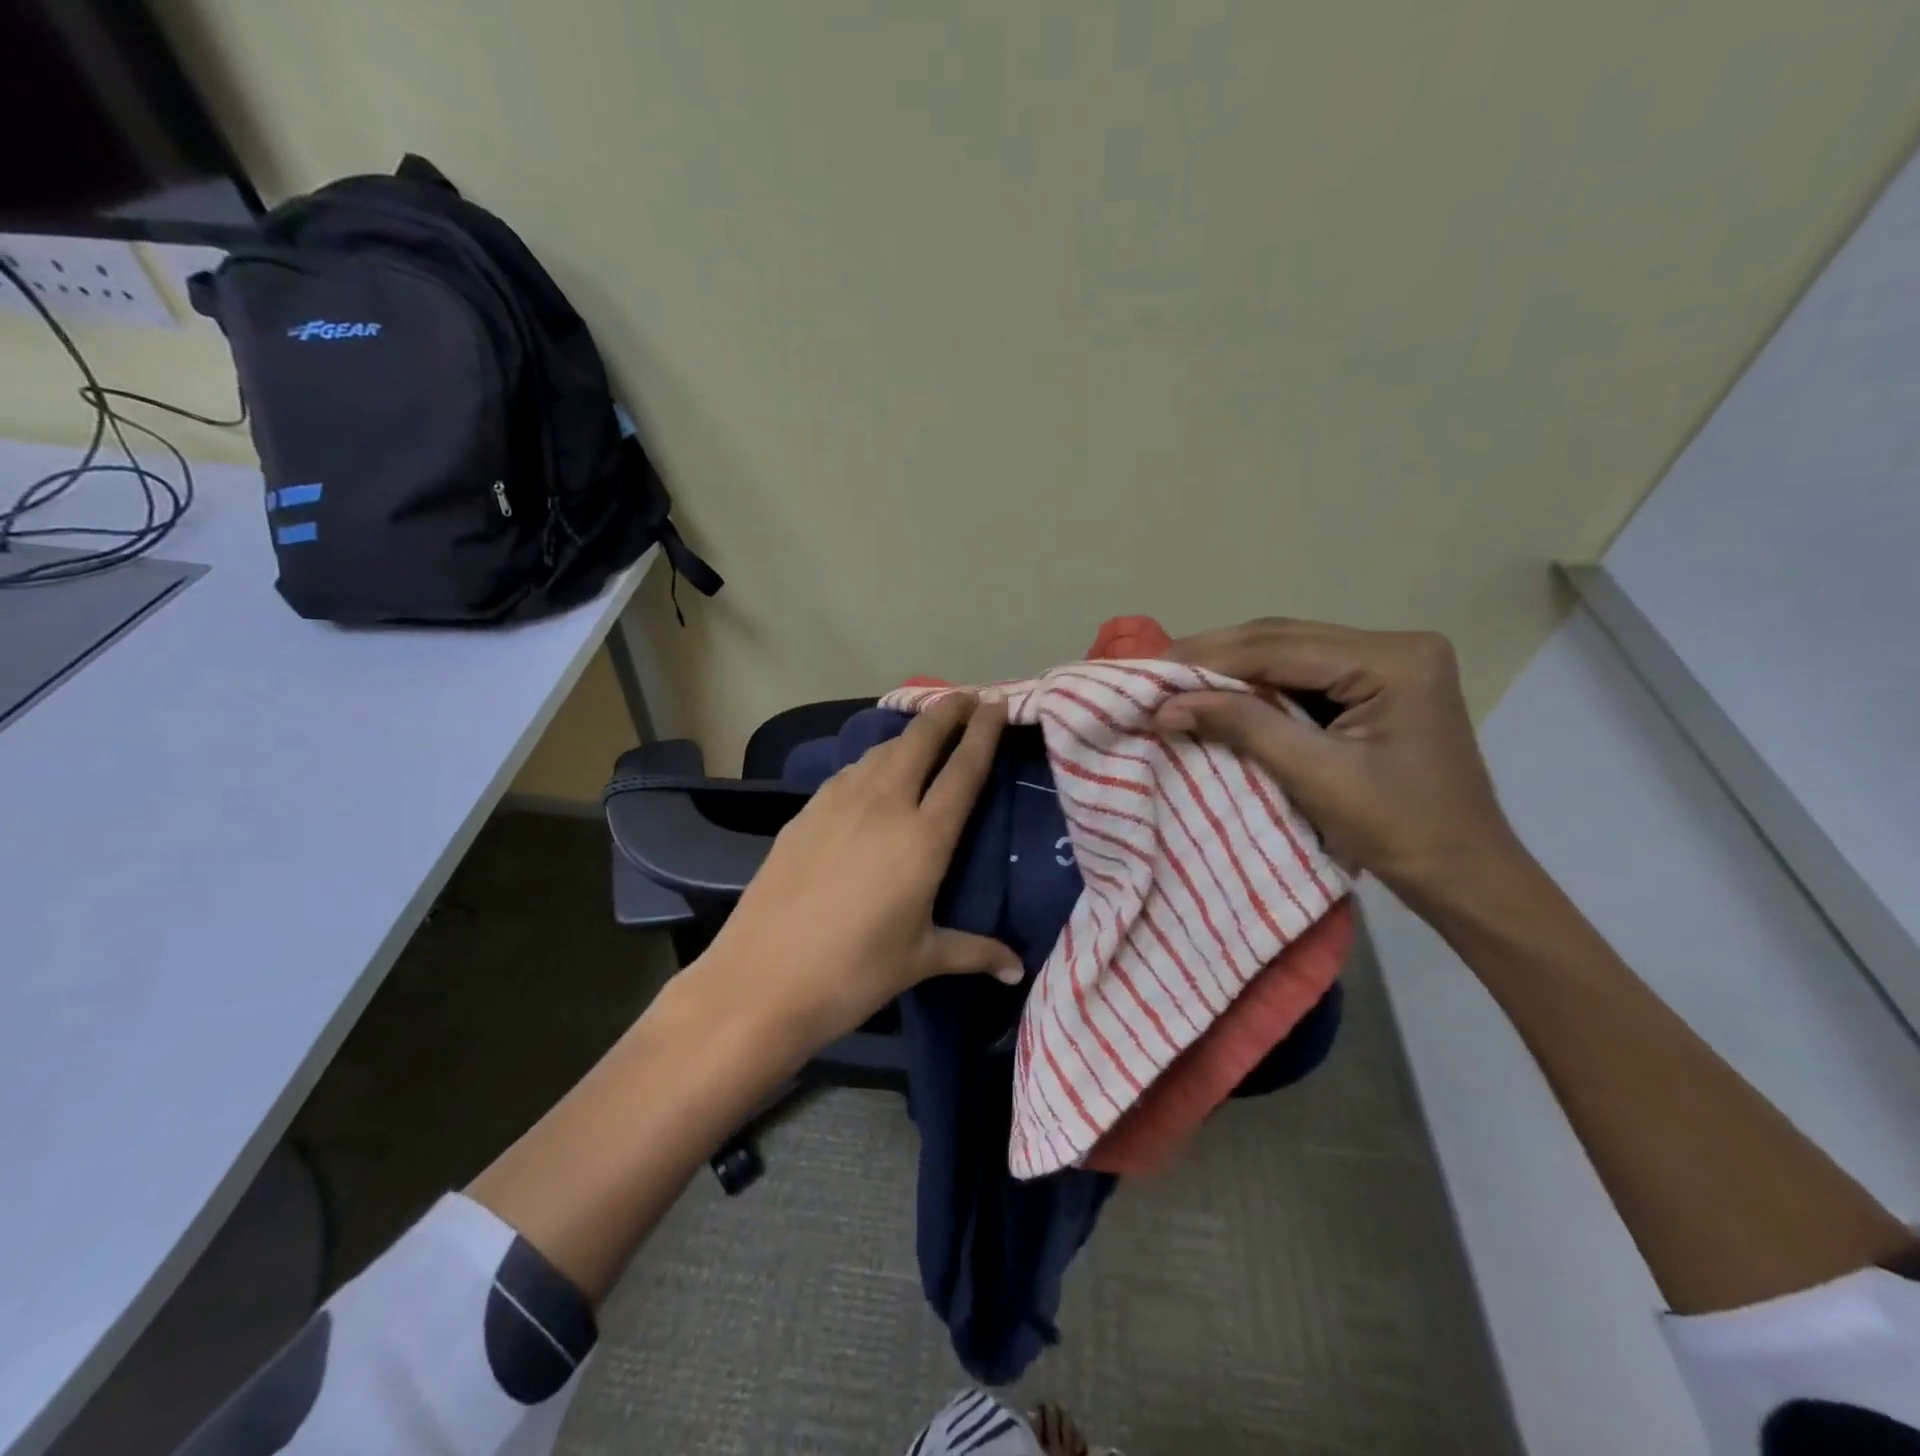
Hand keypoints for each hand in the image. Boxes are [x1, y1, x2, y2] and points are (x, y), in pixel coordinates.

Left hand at [695, 695, 1022, 1052]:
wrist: (760, 981)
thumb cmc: (852, 973)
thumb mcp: (920, 960)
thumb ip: (974, 952)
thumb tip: (1017, 969)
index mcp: (923, 838)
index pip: (963, 769)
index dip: (984, 731)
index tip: (998, 702)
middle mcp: (884, 805)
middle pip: (921, 740)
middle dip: (948, 712)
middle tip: (967, 698)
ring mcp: (838, 804)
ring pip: (882, 750)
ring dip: (909, 735)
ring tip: (925, 733)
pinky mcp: (805, 812)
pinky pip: (850, 771)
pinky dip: (872, 760)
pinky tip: (872, 773)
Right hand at [1157, 618, 1526, 912]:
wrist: (1465, 875)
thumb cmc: (1400, 831)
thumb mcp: (1315, 775)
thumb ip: (1243, 726)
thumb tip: (1167, 704)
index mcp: (1393, 659)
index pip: (1280, 645)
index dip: (1208, 656)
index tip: (1150, 668)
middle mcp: (1395, 645)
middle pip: (1283, 639)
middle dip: (1215, 655)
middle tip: (1153, 669)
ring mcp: (1390, 663)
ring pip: (1289, 652)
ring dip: (1231, 666)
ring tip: (1174, 678)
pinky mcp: (1379, 686)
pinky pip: (1303, 674)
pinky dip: (1257, 684)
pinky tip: (1219, 691)